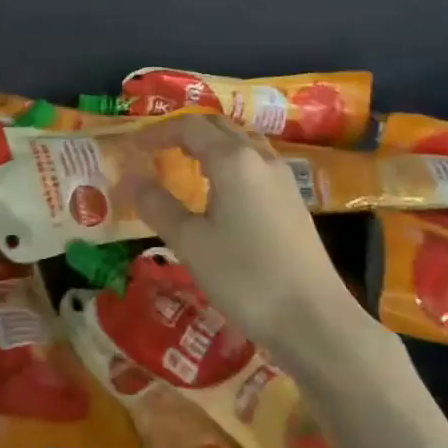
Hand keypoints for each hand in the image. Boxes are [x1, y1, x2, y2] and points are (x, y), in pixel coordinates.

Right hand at [123, 114, 366, 355]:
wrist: (316, 321)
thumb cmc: (246, 277)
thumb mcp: (190, 243)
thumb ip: (158, 205)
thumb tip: (132, 178)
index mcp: (233, 160)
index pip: (189, 126)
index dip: (158, 131)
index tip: (133, 146)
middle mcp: (260, 158)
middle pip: (218, 126)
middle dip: (185, 131)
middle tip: (157, 150)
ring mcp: (282, 178)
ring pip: (241, 141)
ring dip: (211, 143)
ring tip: (186, 163)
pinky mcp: (293, 200)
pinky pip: (255, 161)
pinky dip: (231, 160)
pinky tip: (221, 190)